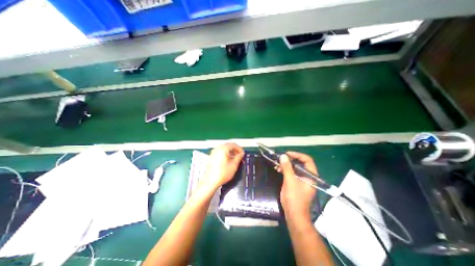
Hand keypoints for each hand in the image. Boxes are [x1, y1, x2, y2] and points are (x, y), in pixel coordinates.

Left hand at [200, 144, 244, 192]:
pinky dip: (225, 153)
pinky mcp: (212, 156)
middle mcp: (218, 148)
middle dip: (235, 150)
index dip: (239, 149)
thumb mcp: (234, 165)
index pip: (233, 145)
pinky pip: (220, 151)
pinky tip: (228, 160)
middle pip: (228, 145)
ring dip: (230, 152)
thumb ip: (239, 157)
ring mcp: (214, 152)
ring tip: (235, 158)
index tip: (243, 154)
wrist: (211, 181)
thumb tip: (242, 153)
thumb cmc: (223, 173)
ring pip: (224, 148)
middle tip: (239, 155)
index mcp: (223, 149)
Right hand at [279, 150, 318, 220]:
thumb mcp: (290, 181)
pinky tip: (277, 169)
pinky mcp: (295, 183)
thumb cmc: (294, 198)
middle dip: (290, 159)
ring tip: (277, 164)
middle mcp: (307, 176)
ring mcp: (301, 180)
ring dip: (286, 165)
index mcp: (311, 176)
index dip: (297, 155)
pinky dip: (284, 170)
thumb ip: (287, 168)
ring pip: (294, 168)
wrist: (293, 214)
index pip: (307, 160)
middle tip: (281, 158)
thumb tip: (283, 156)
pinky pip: (290, 173)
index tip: (287, 154)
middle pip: (300, 163)